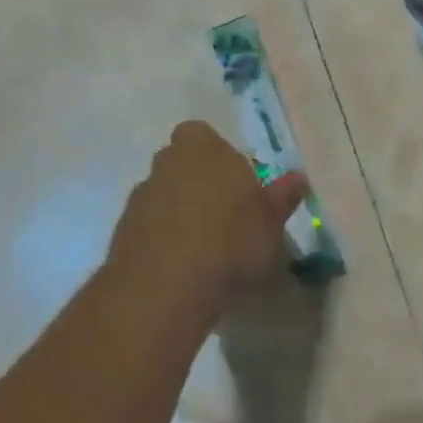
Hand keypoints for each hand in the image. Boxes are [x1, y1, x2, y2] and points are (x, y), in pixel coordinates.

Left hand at [107, 121, 308, 318]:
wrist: (164, 287)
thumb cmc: (229, 241)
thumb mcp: (270, 222)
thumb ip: (282, 197)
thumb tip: (299, 178)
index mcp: (202, 145)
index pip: (204, 135)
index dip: (218, 157)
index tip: (237, 186)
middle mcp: (167, 160)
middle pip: (183, 163)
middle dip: (199, 183)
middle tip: (224, 217)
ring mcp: (141, 195)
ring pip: (165, 195)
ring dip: (179, 213)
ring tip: (205, 250)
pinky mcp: (122, 231)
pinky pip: (150, 227)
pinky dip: (163, 240)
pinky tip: (182, 269)